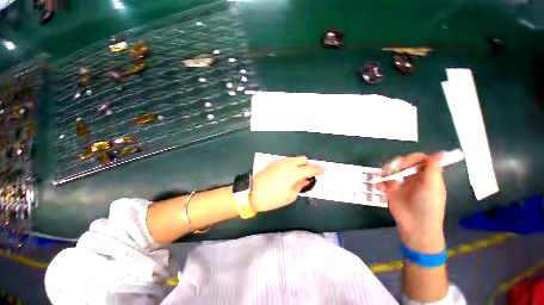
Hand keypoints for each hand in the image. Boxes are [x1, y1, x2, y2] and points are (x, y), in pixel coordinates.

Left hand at [250, 156, 324, 212]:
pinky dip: (291, 164)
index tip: (323, 171)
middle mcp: (288, 163)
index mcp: (295, 172)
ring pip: (294, 159)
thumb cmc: (273, 198)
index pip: (311, 168)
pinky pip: (287, 161)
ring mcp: (280, 162)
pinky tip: (288, 173)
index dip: (318, 169)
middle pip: (303, 159)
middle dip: (308, 165)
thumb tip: (305, 180)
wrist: (252, 192)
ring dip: (299, 164)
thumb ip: (300, 186)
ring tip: (298, 174)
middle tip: (309, 174)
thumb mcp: (290, 196)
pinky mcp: (273, 163)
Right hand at [378, 153, 445, 253]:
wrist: (415, 225)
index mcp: (426, 176)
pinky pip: (382, 182)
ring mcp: (400, 184)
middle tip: (391, 170)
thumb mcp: (432, 186)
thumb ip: (433, 169)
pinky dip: (379, 183)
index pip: (419, 160)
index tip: (403, 164)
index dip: (411, 158)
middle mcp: (413, 178)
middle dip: (395, 164)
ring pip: (390, 171)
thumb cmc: (428, 205)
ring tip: (383, 178)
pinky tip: (380, 188)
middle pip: (402, 163)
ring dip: (385, 172)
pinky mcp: (390, 191)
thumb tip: (441, 153)